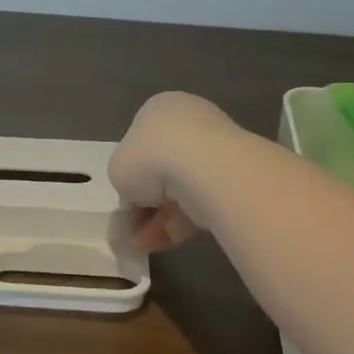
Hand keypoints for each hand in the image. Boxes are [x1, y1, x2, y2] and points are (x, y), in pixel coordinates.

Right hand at [109, 92, 237, 252]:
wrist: (206, 169)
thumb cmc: (151, 157)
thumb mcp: (118, 169)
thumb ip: (125, 179)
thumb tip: (138, 195)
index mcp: (159, 109)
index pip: (141, 141)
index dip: (130, 173)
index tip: (125, 198)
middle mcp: (190, 122)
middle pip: (162, 167)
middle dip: (147, 201)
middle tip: (132, 227)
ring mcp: (217, 149)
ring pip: (182, 189)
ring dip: (159, 218)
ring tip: (141, 245)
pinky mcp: (235, 178)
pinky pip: (201, 202)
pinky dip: (180, 224)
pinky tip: (162, 244)